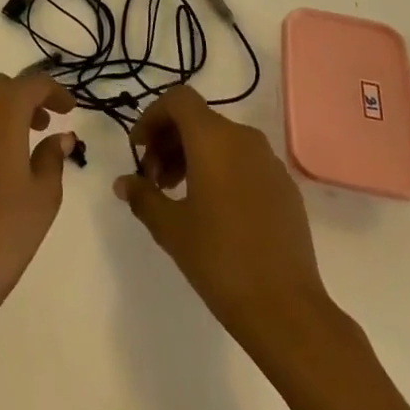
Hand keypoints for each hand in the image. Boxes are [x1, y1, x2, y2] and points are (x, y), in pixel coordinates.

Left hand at [0, 71, 77, 323]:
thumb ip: (52, 158)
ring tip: (8, 147)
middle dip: (21, 99)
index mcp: (1, 111)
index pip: (33, 84)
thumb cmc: (2, 234)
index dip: (54, 93)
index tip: (68, 110)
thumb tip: (58, 137)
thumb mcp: (43, 197)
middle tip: (39, 125)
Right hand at [114, 86, 328, 346]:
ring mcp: (269, 162)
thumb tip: (123, 182)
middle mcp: (244, 139)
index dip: (153, 116)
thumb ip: (143, 196)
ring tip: (176, 196)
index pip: (178, 100)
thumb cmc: (220, 259)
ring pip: (221, 141)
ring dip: (192, 157)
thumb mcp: (170, 228)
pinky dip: (220, 171)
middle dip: (168, 142)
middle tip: (151, 180)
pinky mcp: (285, 187)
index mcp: (214, 139)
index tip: (138, 149)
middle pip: (198, 120)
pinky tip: (212, 211)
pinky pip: (243, 162)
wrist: (286, 309)